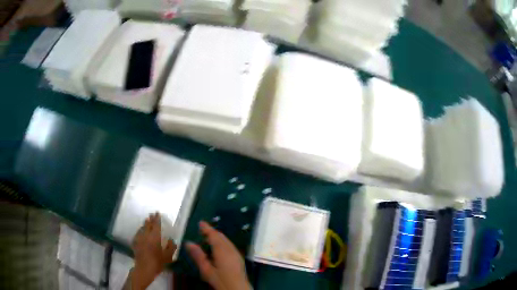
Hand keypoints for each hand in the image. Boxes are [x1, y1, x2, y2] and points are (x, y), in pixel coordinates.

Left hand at [130, 213, 175, 289]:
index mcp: (155, 237)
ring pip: (142, 228)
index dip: (157, 218)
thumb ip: (171, 247)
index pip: (156, 225)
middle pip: (148, 224)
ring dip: (144, 224)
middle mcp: (146, 235)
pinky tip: (140, 232)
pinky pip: (138, 234)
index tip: (157, 213)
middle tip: (151, 214)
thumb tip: (171, 240)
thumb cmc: (158, 262)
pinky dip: (140, 231)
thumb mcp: (168, 256)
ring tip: (146, 221)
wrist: (144, 268)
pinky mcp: (135, 243)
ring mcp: (139, 239)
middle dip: (150, 219)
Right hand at [187, 221, 250, 289]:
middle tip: (202, 229)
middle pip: (221, 237)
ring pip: (226, 240)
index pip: (214, 235)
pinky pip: (229, 245)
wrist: (238, 289)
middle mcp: (231, 249)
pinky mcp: (238, 258)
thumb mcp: (206, 270)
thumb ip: (198, 256)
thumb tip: (188, 243)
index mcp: (222, 251)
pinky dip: (222, 242)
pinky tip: (218, 246)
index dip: (207, 228)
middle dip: (212, 232)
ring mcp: (236, 254)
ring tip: (208, 236)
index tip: (200, 222)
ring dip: (218, 237)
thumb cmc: (221, 280)